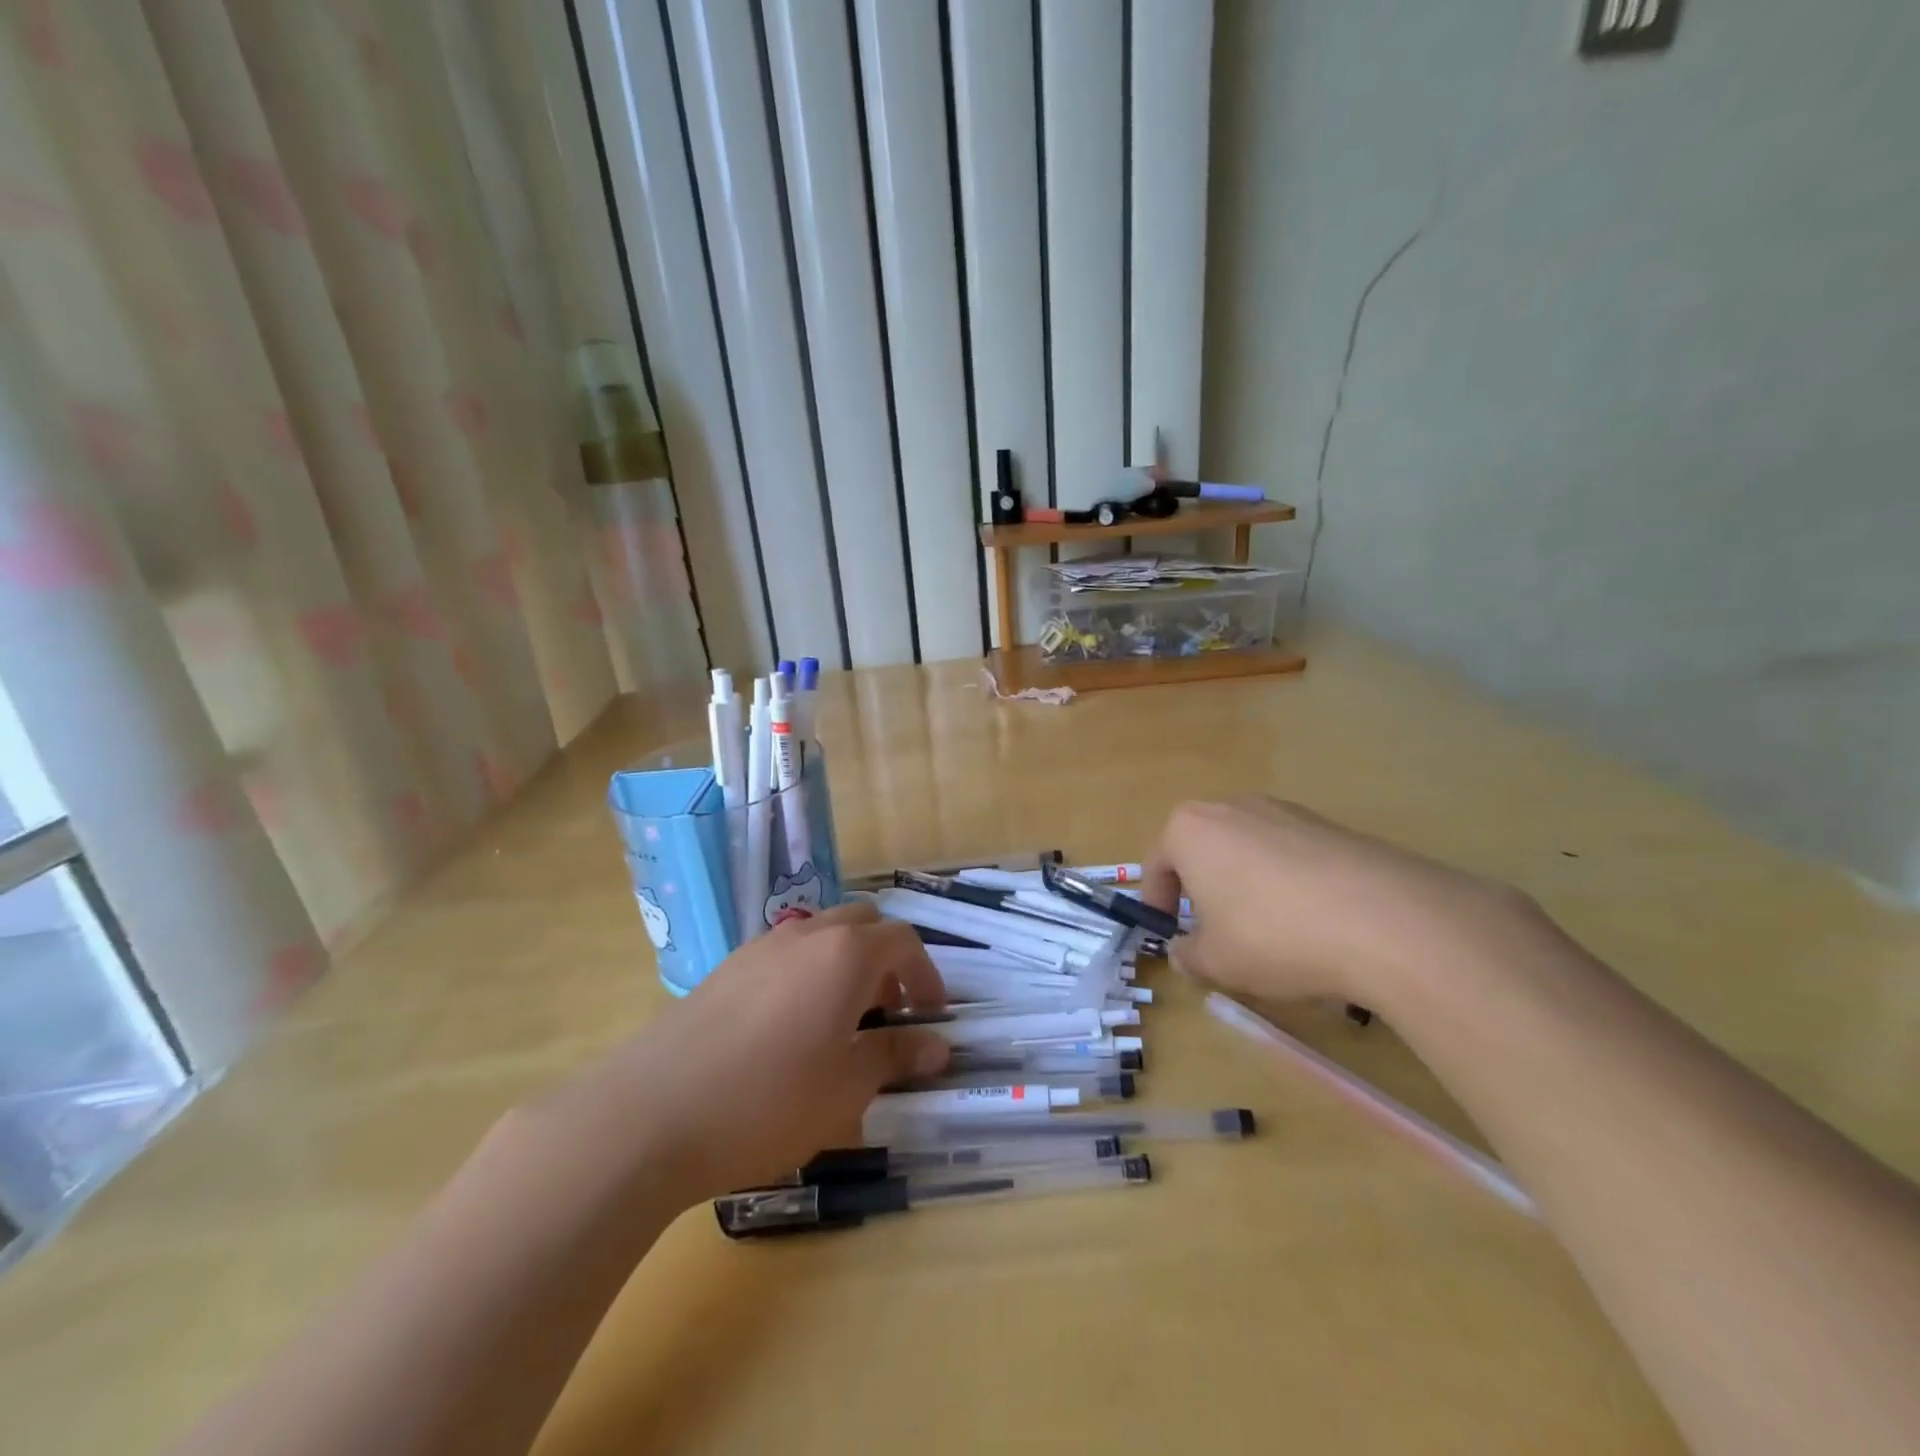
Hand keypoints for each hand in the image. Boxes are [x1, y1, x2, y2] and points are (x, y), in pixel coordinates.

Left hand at [527, 902, 948, 1203]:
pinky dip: (806, 973)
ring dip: (845, 964)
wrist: (649, 1114)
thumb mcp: (846, 1089)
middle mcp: (806, 935)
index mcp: (846, 954)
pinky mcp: (725, 968)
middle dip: (887, 960)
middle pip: (863, 924)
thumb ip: (896, 1057)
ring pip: (821, 935)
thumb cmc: (768, 1101)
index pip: (904, 942)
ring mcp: (761, 947)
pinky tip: (789, 1029)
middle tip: (889, 1012)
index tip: (931, 1016)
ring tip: (841, 1022)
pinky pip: (784, 954)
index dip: (926, 975)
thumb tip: (938, 1047)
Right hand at [1141, 797, 1538, 1010]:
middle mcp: (1231, 807)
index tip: (1169, 935)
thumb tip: (1184, 952)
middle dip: (1202, 890)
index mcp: (1189, 829)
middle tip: (1214, 933)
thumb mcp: (1215, 961)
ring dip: (1245, 886)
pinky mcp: (1328, 825)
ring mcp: (1283, 810)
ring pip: (1247, 851)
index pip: (1156, 864)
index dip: (1158, 904)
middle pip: (1202, 850)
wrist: (1384, 919)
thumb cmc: (1273, 935)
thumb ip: (1187, 955)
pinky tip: (1312, 922)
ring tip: (1268, 931)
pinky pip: (1289, 855)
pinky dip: (1287, 883)